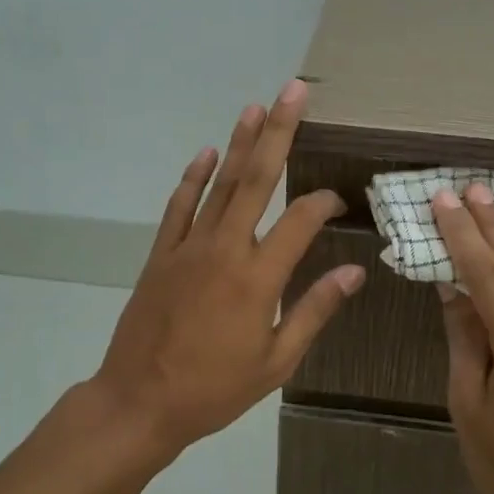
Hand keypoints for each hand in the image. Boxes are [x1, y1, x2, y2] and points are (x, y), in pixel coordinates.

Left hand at [87, 80, 365, 461]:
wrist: (139, 402)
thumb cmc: (214, 389)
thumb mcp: (276, 361)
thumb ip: (314, 310)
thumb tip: (354, 271)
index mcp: (257, 277)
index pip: (300, 221)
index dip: (323, 203)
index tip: (339, 198)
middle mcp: (224, 249)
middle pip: (256, 179)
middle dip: (278, 132)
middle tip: (292, 92)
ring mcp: (188, 247)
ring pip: (219, 185)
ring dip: (238, 144)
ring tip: (254, 107)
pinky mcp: (161, 255)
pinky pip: (179, 207)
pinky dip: (192, 179)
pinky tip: (204, 154)